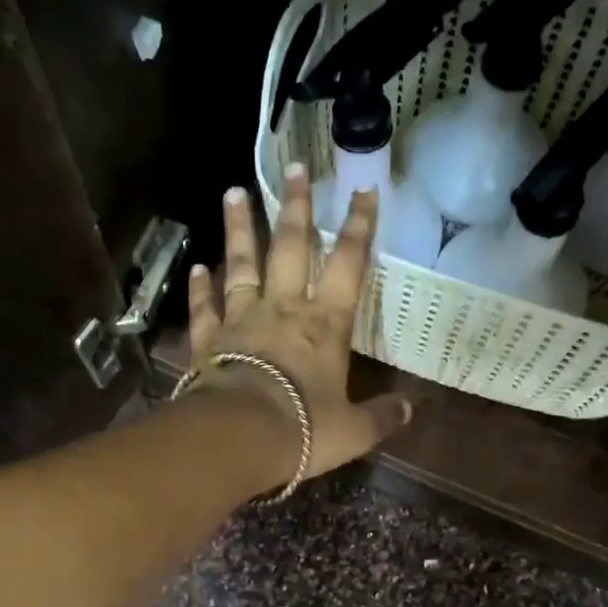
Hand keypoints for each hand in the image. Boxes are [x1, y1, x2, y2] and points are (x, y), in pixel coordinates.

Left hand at [184, 162, 411, 482]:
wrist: (241, 437)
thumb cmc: (305, 429)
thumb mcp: (354, 430)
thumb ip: (381, 416)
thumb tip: (410, 410)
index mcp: (325, 324)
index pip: (347, 264)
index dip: (358, 226)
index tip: (363, 189)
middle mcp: (283, 310)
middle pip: (291, 248)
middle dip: (296, 207)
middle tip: (296, 169)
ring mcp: (241, 321)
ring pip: (241, 265)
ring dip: (240, 229)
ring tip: (234, 192)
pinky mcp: (208, 341)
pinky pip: (205, 308)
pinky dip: (200, 288)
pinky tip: (198, 267)